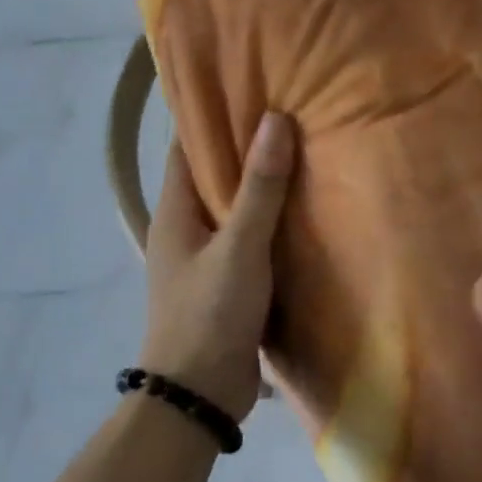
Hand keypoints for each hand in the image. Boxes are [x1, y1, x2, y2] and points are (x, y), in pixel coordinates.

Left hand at [138, 113, 295, 423]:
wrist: (200, 395)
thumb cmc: (210, 313)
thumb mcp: (240, 247)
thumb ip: (260, 188)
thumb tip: (275, 119)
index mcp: (174, 211)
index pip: (187, 147)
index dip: (213, 116)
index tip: (249, 86)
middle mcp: (186, 227)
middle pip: (214, 174)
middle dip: (247, 147)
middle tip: (290, 113)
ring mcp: (207, 256)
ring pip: (236, 207)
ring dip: (263, 185)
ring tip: (306, 151)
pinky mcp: (229, 281)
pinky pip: (251, 238)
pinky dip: (272, 221)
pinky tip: (306, 209)